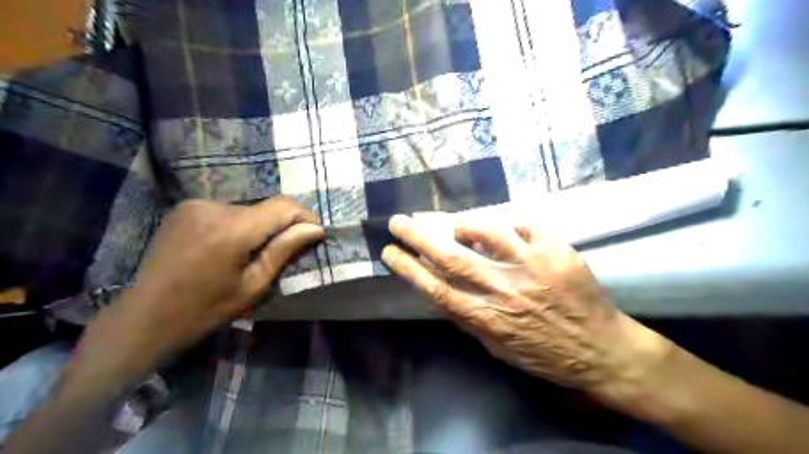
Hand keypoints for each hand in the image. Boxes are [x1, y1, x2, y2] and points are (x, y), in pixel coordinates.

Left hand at [82, 199, 321, 368]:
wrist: (144, 317)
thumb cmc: (204, 310)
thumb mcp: (253, 286)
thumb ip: (284, 251)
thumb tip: (316, 229)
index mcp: (232, 230)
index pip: (283, 207)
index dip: (305, 217)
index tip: (315, 234)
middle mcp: (213, 207)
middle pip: (265, 207)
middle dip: (281, 226)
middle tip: (283, 252)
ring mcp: (195, 204)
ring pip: (247, 209)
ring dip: (258, 226)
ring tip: (250, 254)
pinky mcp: (185, 207)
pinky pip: (227, 211)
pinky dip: (238, 225)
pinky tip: (228, 247)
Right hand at [384, 214, 673, 399]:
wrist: (602, 350)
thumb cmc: (545, 354)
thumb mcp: (498, 349)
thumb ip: (470, 321)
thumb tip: (443, 295)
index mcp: (488, 318)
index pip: (437, 289)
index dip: (409, 268)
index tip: (389, 252)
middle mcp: (505, 289)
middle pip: (452, 257)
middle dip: (418, 237)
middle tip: (398, 222)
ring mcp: (533, 266)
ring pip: (489, 232)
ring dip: (466, 226)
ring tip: (459, 227)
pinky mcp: (558, 251)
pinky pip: (526, 224)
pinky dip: (510, 223)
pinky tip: (507, 230)